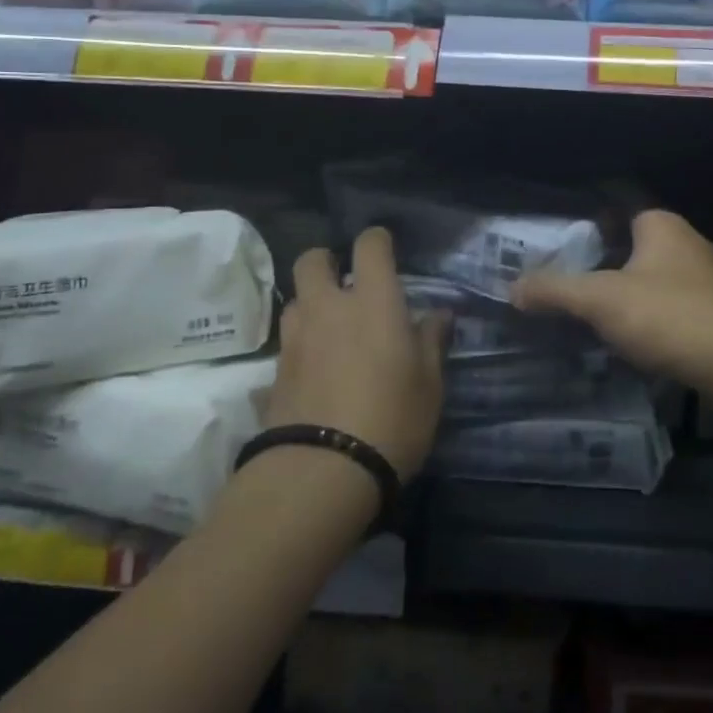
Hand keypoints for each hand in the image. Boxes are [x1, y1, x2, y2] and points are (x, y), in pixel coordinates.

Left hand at [268, 227, 447, 481]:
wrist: (323, 472)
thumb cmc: (392, 418)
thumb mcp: (429, 383)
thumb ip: (432, 341)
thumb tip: (439, 314)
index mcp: (373, 301)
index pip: (369, 245)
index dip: (377, 240)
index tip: (386, 249)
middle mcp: (328, 307)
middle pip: (312, 260)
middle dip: (327, 262)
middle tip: (346, 283)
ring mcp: (296, 338)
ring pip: (295, 300)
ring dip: (311, 304)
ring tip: (331, 329)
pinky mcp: (274, 372)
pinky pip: (287, 343)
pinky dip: (301, 346)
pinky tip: (316, 371)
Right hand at [511, 210, 712, 389]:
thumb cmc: (667, 315)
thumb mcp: (600, 300)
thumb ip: (555, 291)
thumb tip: (512, 288)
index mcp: (662, 225)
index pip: (621, 213)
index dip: (593, 230)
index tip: (566, 252)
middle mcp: (690, 243)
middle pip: (638, 249)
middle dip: (610, 268)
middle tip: (576, 290)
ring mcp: (712, 280)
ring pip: (659, 282)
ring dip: (635, 298)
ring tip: (601, 321)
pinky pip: (678, 310)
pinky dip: (658, 322)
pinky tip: (641, 344)